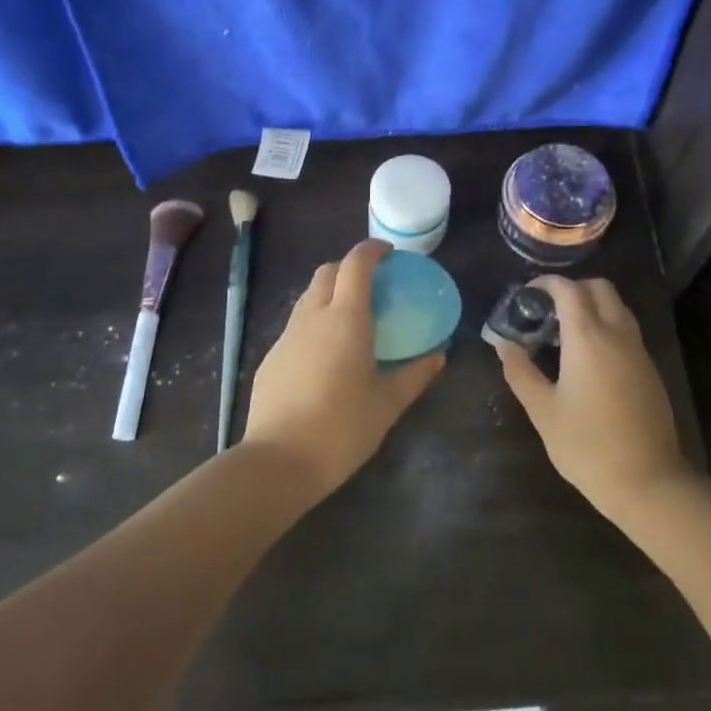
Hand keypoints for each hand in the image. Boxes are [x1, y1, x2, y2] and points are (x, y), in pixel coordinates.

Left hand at [243, 240, 444, 497]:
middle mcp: (313, 316)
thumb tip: (439, 356)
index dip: (372, 250)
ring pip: (308, 297)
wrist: (280, 460)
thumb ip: (416, 374)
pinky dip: (315, 323)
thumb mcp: (388, 402)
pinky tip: (326, 355)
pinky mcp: (272, 358)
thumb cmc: (343, 427)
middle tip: (373, 285)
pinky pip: (297, 325)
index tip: (390, 254)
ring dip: (330, 294)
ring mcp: (287, 336)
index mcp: (345, 318)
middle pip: (327, 272)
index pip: (356, 264)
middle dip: (349, 268)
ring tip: (351, 319)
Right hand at [493, 276, 691, 523]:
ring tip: (564, 331)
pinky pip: (627, 329)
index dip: (546, 283)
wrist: (647, 481)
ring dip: (592, 305)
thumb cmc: (586, 445)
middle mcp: (617, 333)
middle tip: (547, 309)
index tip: (527, 294)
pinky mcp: (649, 369)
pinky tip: (588, 355)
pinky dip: (606, 325)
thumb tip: (504, 344)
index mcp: (588, 338)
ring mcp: (638, 350)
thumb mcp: (543, 410)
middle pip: (599, 288)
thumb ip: (520, 372)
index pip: (569, 289)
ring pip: (617, 306)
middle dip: (572, 288)